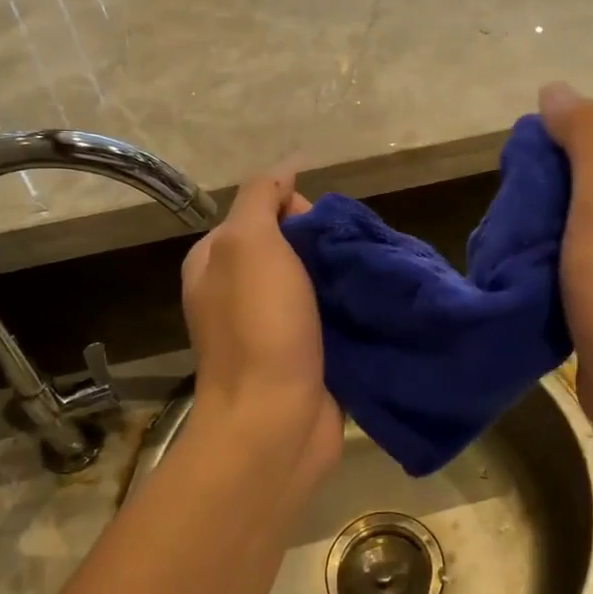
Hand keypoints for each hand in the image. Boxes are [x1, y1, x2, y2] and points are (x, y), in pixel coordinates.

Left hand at [181, 168, 342, 482]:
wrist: (276, 422)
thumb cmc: (260, 326)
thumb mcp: (249, 243)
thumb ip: (261, 198)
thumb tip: (284, 171)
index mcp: (217, 260)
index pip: (262, 210)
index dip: (296, 208)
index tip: (320, 231)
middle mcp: (238, 290)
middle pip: (293, 245)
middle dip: (326, 245)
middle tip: (351, 260)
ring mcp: (271, 326)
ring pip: (316, 282)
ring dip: (344, 278)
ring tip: (371, 280)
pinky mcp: (303, 355)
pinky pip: (331, 317)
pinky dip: (352, 309)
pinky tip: (374, 308)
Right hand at [539, 82, 592, 464]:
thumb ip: (585, 133)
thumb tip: (554, 89)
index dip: (552, 159)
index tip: (525, 196)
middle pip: (586, 175)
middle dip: (546, 198)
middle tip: (518, 228)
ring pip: (579, 217)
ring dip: (544, 230)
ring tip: (519, 252)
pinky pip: (582, 253)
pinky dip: (554, 259)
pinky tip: (534, 276)